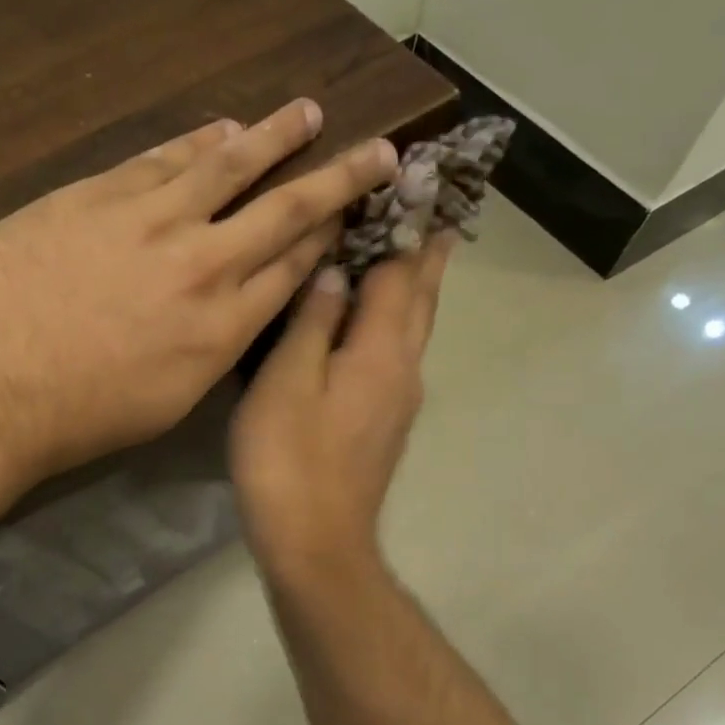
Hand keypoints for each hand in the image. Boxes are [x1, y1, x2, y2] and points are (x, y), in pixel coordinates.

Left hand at [0, 100, 399, 495]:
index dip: (329, 237)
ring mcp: (152, 222)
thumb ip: (211, 348)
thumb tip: (232, 309)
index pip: (293, 268)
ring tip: (305, 113)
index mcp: (224, 328)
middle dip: (338, 177)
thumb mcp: (168, 401)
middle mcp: (205, 266)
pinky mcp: (99, 195)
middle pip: (286, 210)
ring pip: (229, 165)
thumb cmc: (80, 414)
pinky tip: (221, 128)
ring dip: (273, 136)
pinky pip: (162, 158)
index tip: (355, 213)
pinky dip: (196, 140)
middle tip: (379, 149)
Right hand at [229, 237, 453, 577]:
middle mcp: (403, 369)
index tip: (419, 182)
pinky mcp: (383, 425)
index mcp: (382, 351)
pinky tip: (375, 322)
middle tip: (436, 209)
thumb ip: (311, 322)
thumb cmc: (291, 458)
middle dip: (429, 253)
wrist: (315, 542)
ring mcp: (397, 401)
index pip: (402, 272)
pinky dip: (395, 322)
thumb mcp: (288, 382)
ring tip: (414, 253)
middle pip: (422, 299)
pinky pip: (397, 354)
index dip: (407, 225)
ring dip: (417, 286)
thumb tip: (332, 272)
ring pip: (414, 328)